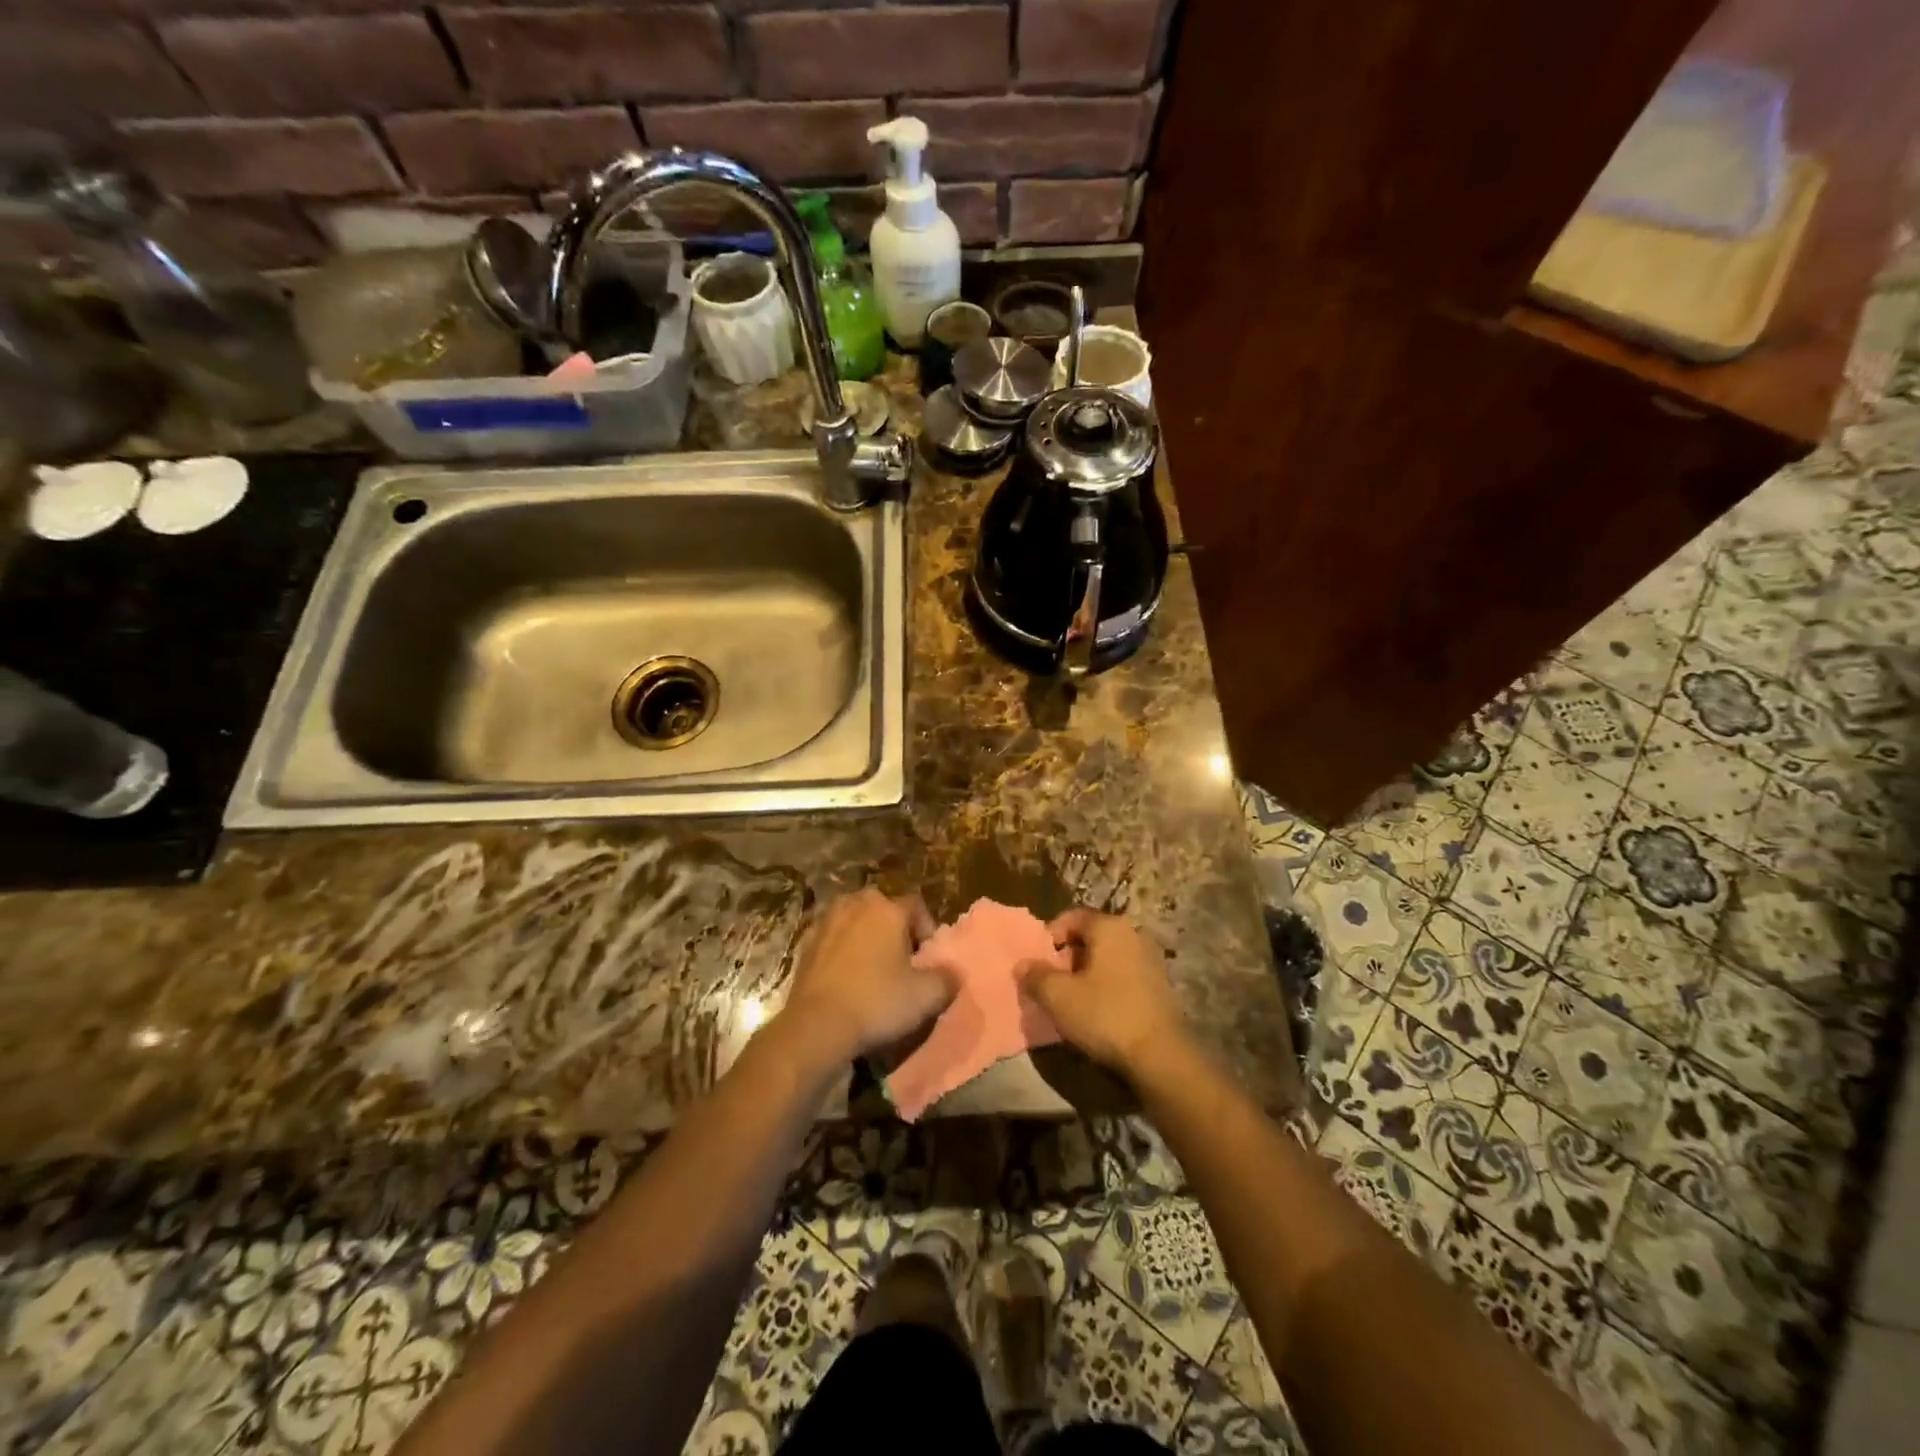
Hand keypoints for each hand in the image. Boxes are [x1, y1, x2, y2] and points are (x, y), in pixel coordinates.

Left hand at [778, 889, 950, 1063]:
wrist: (816, 1026)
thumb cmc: (876, 1003)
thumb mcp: (926, 997)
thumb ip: (947, 979)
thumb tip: (952, 973)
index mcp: (888, 909)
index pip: (916, 905)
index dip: (926, 928)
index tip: (927, 957)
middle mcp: (856, 904)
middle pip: (883, 908)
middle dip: (894, 928)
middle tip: (900, 960)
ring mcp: (826, 920)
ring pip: (854, 919)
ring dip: (865, 935)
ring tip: (871, 966)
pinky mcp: (805, 942)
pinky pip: (832, 937)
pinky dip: (840, 949)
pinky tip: (844, 976)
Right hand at [1023, 908, 1186, 1076]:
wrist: (1160, 1056)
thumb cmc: (1105, 1015)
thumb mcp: (1058, 997)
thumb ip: (1036, 976)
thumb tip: (1022, 965)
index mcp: (1109, 926)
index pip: (1072, 917)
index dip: (1050, 936)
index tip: (1038, 961)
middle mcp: (1133, 933)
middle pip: (1091, 936)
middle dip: (1069, 956)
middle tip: (1053, 982)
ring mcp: (1152, 958)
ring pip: (1109, 956)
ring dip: (1089, 971)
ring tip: (1074, 998)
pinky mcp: (1161, 984)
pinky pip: (1125, 973)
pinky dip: (1109, 984)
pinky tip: (1099, 1009)